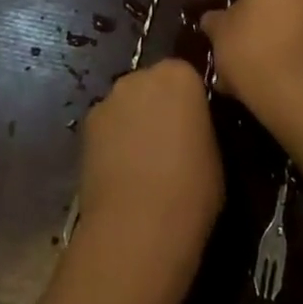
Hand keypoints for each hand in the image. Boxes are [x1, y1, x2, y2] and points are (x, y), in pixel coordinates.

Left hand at [78, 58, 222, 275]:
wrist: (137, 228)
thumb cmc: (191, 191)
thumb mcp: (216, 154)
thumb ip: (202, 128)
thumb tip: (192, 130)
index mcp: (180, 75)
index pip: (188, 77)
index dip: (191, 103)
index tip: (195, 128)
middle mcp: (142, 75)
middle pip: (153, 85)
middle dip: (159, 106)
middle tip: (169, 144)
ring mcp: (110, 98)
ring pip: (127, 104)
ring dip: (133, 122)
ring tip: (141, 163)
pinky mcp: (86, 125)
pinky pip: (107, 126)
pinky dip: (112, 141)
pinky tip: (119, 173)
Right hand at [201, 0, 302, 120]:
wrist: (302, 94)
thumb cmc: (253, 49)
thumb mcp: (221, 34)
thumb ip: (216, 22)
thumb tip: (210, 20)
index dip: (243, 12)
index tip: (233, 37)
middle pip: (282, 5)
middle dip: (265, 28)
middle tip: (245, 60)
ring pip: (300, 29)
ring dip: (284, 46)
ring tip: (262, 82)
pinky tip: (284, 90)